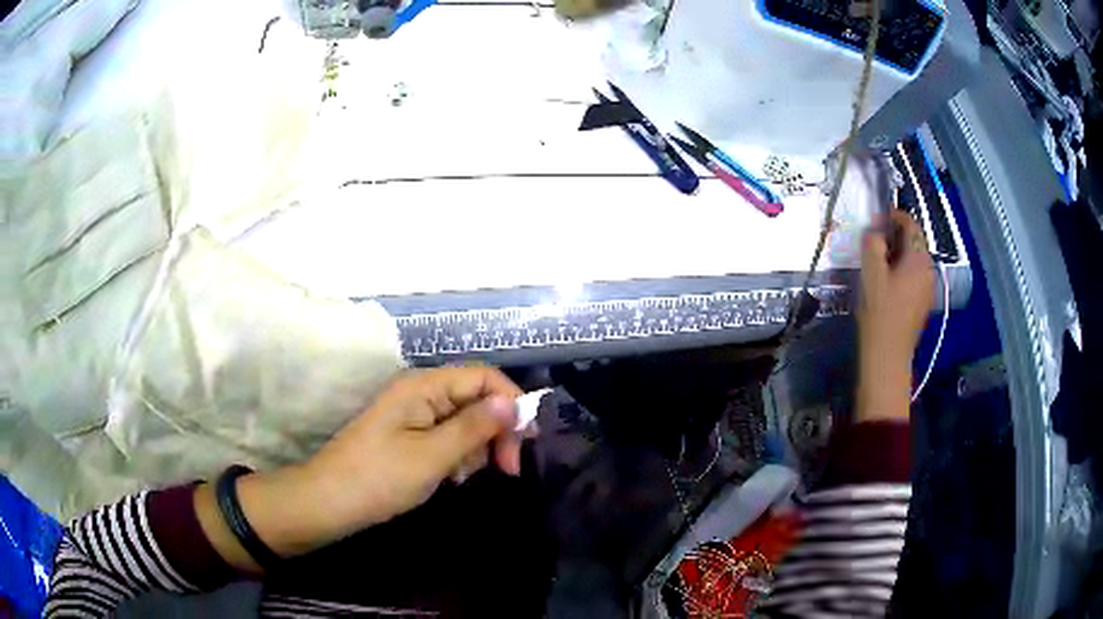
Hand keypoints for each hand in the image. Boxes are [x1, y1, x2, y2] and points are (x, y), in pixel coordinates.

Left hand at [197, 367, 522, 571]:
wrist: (329, 502)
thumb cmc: (379, 478)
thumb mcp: (433, 456)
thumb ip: (475, 427)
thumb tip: (513, 402)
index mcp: (424, 386)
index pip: (484, 377)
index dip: (511, 404)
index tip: (526, 443)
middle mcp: (420, 391)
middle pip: (477, 398)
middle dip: (496, 431)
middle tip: (506, 470)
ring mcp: (413, 413)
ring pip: (465, 420)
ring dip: (476, 447)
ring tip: (464, 477)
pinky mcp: (409, 434)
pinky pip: (447, 435)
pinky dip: (458, 455)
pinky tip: (452, 477)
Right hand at [856, 210, 934, 420]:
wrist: (888, 357)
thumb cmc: (880, 313)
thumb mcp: (871, 274)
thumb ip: (873, 245)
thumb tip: (875, 232)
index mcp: (919, 259)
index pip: (911, 225)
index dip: (894, 216)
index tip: (876, 218)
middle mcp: (928, 270)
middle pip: (914, 242)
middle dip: (895, 234)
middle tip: (872, 239)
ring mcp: (927, 288)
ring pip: (913, 259)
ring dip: (897, 253)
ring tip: (876, 260)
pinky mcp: (921, 303)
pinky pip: (913, 276)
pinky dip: (900, 269)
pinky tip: (885, 281)